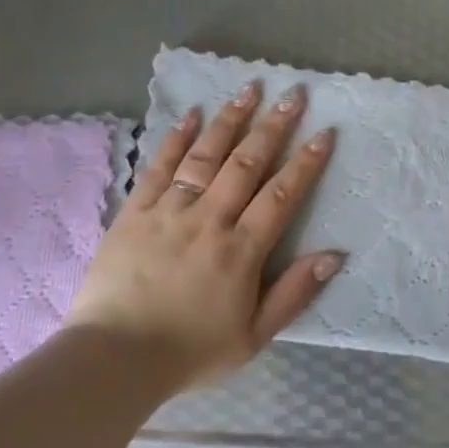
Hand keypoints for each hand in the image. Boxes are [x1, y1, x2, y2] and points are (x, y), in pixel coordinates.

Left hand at [67, 80, 341, 393]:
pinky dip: (177, 138)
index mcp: (240, 251)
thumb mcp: (254, 337)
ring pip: (205, 156)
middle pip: (246, 164)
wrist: (114, 358)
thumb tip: (334, 255)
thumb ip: (294, 293)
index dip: (306, 164)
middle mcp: (208, 220)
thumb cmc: (189, 351)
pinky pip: (159, 167)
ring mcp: (169, 211)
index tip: (324, 133)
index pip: (281, 196)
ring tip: (249, 89)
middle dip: (274, 126)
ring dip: (230, 120)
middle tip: (293, 94)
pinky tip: (192, 113)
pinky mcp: (135, 211)